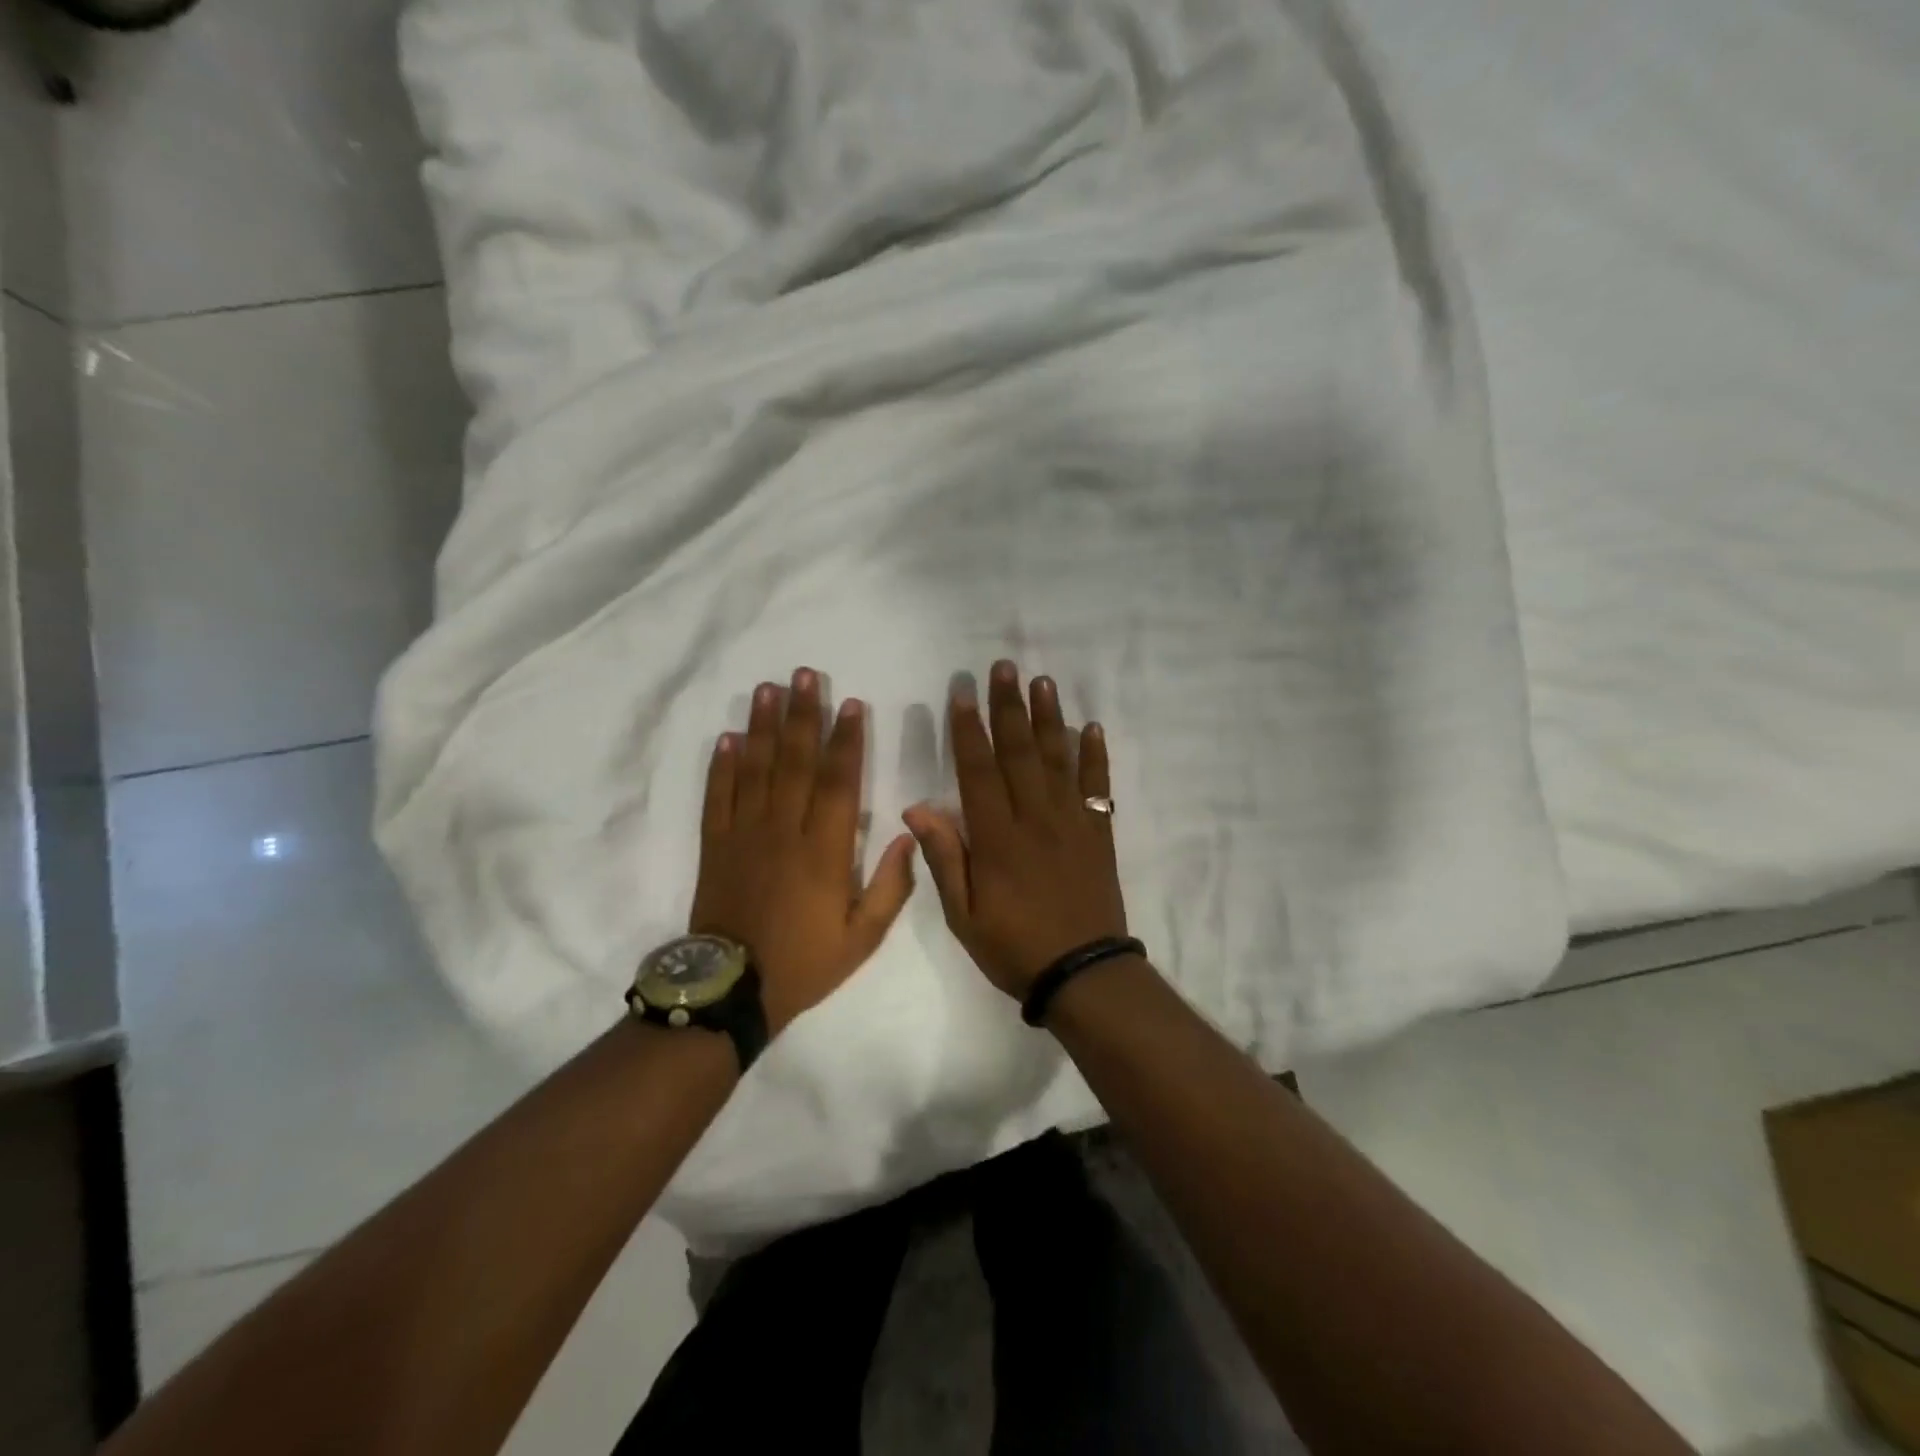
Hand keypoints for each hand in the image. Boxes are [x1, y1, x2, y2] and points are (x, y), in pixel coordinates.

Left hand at [691, 668, 916, 1035]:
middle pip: (795, 762)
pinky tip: (729, 736)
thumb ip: (891, 886)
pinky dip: (722, 765)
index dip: (845, 741)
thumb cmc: (804, 962)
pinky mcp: (716, 845)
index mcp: (824, 850)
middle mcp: (784, 830)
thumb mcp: (862, 937)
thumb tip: (908, 834)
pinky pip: (718, 797)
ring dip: (763, 726)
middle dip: (803, 715)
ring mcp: (745, 834)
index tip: (849, 705)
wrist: (732, 989)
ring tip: (769, 689)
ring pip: (756, 769)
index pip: (838, 782)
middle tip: (805, 674)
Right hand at [904, 660, 1128, 1001]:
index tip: (963, 693)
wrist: (1083, 973)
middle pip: (1020, 752)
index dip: (969, 730)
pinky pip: (1097, 786)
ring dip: (1049, 718)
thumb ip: (944, 857)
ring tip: (1042, 681)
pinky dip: (1095, 756)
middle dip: (1009, 707)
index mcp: (997, 838)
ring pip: (1058, 759)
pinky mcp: (1098, 833)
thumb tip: (917, 808)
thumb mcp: (963, 914)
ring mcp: (1071, 822)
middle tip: (1005, 667)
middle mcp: (1035, 818)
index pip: (979, 771)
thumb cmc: (1014, 946)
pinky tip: (1090, 728)